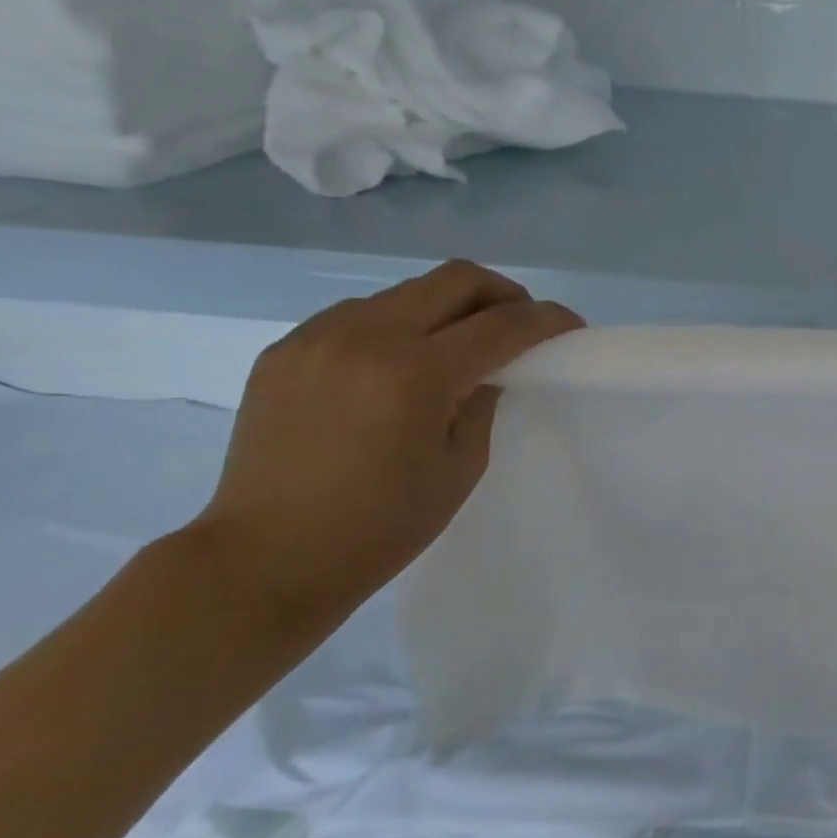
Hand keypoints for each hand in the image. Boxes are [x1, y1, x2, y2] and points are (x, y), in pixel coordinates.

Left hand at [192, 261, 581, 624]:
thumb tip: (488, 371)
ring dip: (447, 308)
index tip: (571, 326)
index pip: (503, 324)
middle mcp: (365, 336)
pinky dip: (396, 326)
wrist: (265, 559)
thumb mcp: (461, 467)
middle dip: (503, 293)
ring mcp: (317, 337)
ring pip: (405, 291)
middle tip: (521, 323)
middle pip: (455, 279)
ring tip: (457, 347)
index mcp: (417, 373)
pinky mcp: (285, 349)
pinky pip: (358, 314)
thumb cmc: (381, 527)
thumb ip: (483, 403)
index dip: (548, 319)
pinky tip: (398, 365)